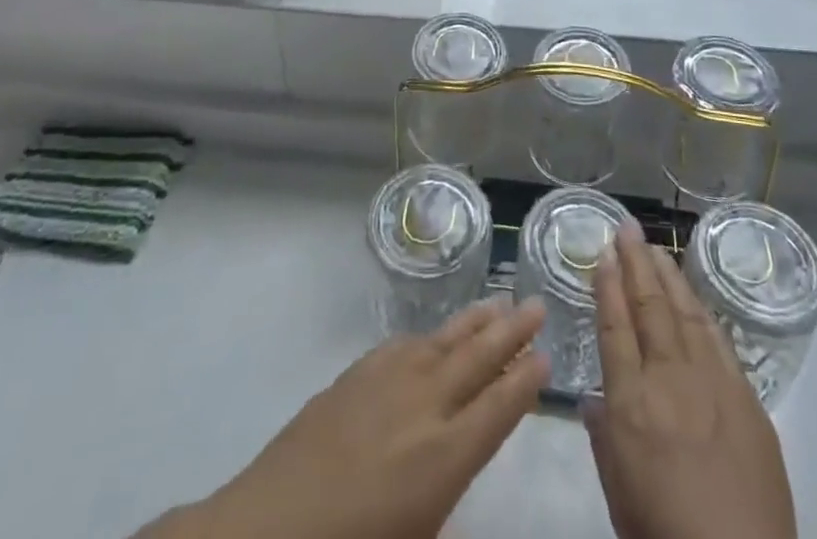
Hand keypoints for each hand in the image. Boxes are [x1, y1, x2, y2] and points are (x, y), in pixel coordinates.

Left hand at [140, 298, 547, 538]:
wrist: (270, 527)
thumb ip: (444, 507)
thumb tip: (456, 473)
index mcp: (447, 457)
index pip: (500, 407)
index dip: (526, 381)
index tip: (546, 357)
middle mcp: (426, 407)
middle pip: (479, 358)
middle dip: (512, 331)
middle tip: (537, 304)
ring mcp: (389, 382)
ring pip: (444, 340)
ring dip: (475, 321)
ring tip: (499, 301)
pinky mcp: (356, 374)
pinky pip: (404, 344)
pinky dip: (428, 336)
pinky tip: (435, 334)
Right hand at [585, 222, 796, 538]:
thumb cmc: (664, 534)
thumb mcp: (617, 492)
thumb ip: (604, 436)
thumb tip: (593, 397)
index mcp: (631, 401)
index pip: (614, 327)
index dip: (607, 287)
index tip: (603, 254)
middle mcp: (669, 379)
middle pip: (648, 307)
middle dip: (635, 263)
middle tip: (627, 228)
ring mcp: (712, 383)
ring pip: (684, 313)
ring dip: (668, 276)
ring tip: (656, 248)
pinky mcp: (746, 397)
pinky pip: (718, 340)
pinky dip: (701, 311)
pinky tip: (694, 296)